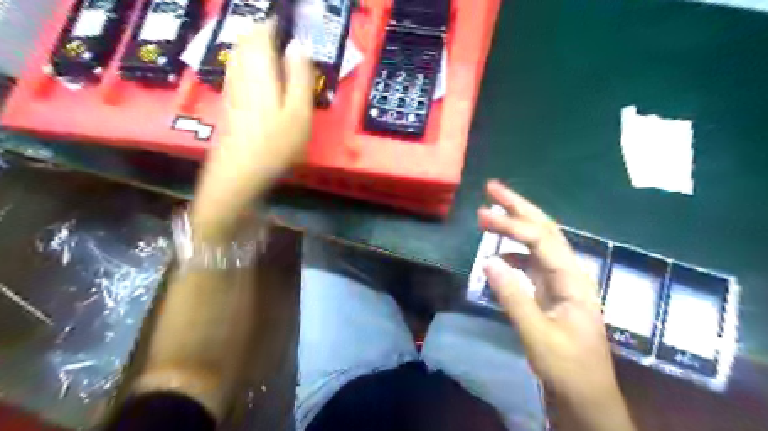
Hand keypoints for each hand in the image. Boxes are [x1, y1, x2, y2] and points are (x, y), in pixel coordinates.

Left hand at [192, 20, 314, 237]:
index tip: (294, 23)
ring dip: (257, 46)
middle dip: (265, 32)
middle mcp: (240, 70)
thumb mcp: (298, 112)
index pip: (263, 30)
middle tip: (287, 37)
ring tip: (278, 53)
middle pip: (247, 39)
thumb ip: (300, 76)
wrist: (238, 173)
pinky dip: (250, 62)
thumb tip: (299, 45)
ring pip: (239, 53)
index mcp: (258, 68)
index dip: (277, 23)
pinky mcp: (229, 101)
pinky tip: (262, 77)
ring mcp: (231, 86)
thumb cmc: (274, 144)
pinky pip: (237, 69)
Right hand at [478, 180, 636, 430]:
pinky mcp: (551, 292)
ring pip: (538, 243)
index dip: (511, 224)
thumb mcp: (537, 335)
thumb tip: (488, 260)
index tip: (482, 213)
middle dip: (519, 206)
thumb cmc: (567, 369)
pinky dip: (514, 251)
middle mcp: (569, 272)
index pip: (541, 239)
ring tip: (491, 214)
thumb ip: (513, 297)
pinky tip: (500, 254)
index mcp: (572, 280)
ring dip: (516, 225)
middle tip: (492, 188)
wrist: (587, 397)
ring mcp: (560, 281)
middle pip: (545, 229)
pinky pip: (531, 262)